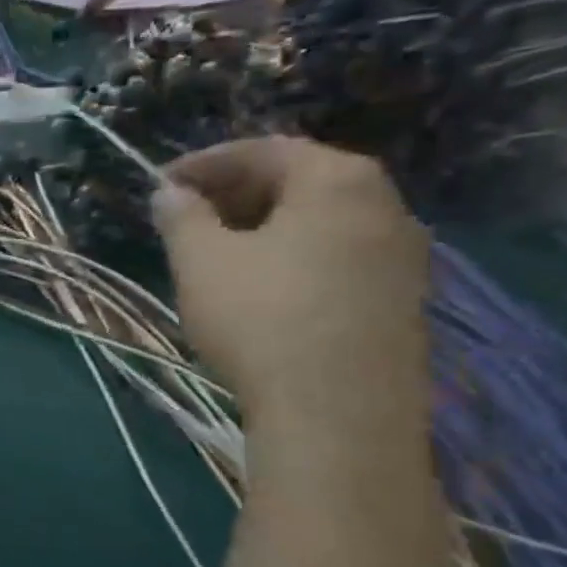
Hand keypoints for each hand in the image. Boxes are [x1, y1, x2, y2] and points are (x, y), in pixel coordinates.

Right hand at [150, 137, 429, 422]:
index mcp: (338, 180)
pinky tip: (262, 288)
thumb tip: (170, 194)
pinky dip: (295, 257)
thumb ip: (182, 217)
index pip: (264, 150)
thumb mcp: (201, 261)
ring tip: (218, 253)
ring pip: (321, 222)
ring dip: (265, 227)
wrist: (338, 415)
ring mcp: (404, 256)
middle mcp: (385, 205)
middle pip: (300, 181)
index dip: (205, 164)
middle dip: (236, 193)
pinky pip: (339, 257)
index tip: (162, 185)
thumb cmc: (262, 319)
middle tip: (187, 217)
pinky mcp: (403, 301)